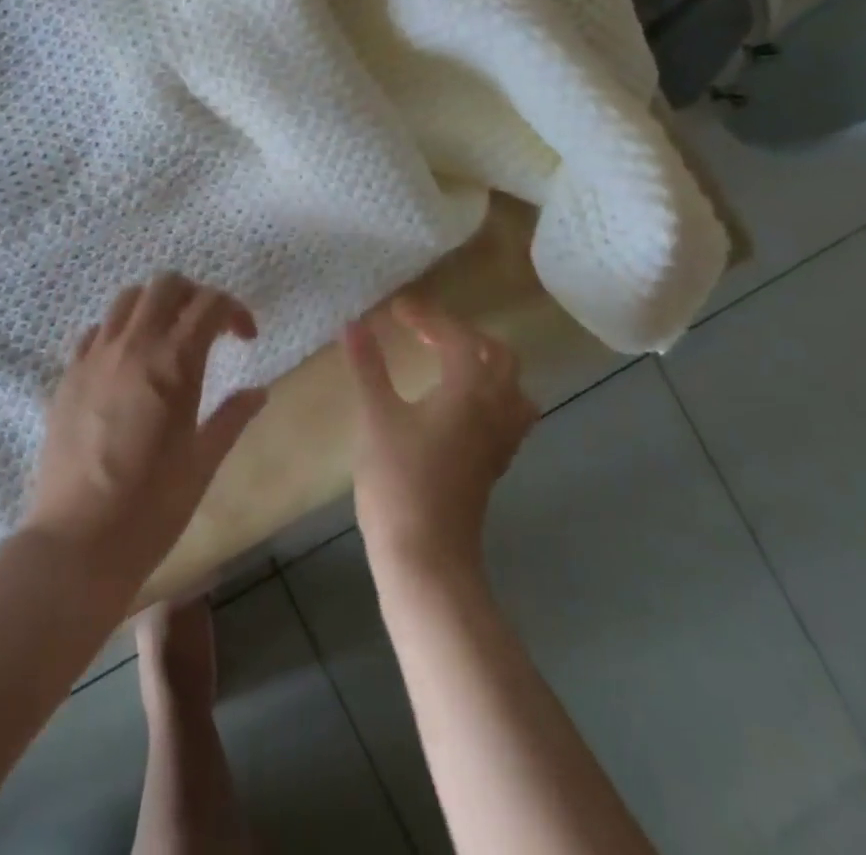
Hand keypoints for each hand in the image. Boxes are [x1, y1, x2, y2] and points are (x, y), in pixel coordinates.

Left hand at [23, 274, 267, 600]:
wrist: (78, 542)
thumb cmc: (152, 508)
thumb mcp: (203, 463)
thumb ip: (232, 418)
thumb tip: (258, 391)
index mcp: (174, 363)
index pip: (210, 303)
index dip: (235, 310)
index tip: (245, 338)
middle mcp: (133, 346)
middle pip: (166, 284)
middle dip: (194, 295)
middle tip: (207, 329)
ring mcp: (95, 356)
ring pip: (127, 298)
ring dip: (155, 306)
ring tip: (167, 339)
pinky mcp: (68, 374)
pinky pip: (96, 330)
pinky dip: (118, 331)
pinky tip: (127, 364)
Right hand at [343, 297, 538, 581]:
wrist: (426, 556)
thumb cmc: (398, 480)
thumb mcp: (376, 416)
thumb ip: (368, 366)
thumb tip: (354, 324)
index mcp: (469, 390)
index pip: (458, 336)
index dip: (427, 316)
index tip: (396, 309)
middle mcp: (495, 408)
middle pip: (498, 355)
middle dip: (463, 334)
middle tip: (424, 331)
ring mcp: (500, 439)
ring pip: (511, 385)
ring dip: (483, 363)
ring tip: (446, 361)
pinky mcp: (494, 463)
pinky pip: (506, 413)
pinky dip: (487, 393)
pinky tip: (456, 404)